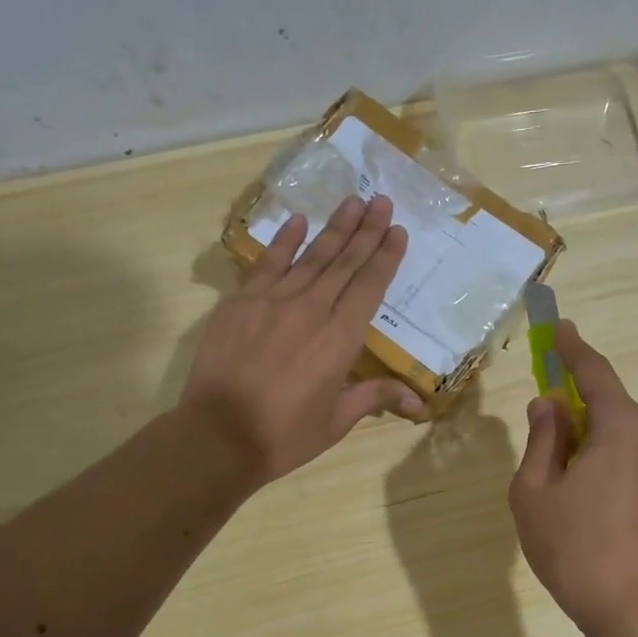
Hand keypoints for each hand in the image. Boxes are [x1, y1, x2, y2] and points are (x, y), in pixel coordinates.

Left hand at [180, 195, 420, 485]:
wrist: (218, 436)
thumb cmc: (284, 435)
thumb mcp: (336, 421)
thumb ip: (374, 397)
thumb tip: (419, 400)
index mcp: (340, 339)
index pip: (370, 286)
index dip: (385, 256)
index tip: (397, 230)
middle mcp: (312, 310)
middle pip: (344, 262)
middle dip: (366, 230)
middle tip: (382, 200)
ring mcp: (273, 301)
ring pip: (311, 256)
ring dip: (334, 228)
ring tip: (352, 201)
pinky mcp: (241, 302)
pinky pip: (267, 263)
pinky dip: (284, 241)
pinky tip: (297, 221)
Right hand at [509, 322, 637, 636]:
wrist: (635, 613)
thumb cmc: (575, 547)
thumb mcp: (536, 490)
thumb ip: (541, 440)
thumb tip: (549, 405)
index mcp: (621, 428)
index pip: (594, 373)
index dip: (571, 348)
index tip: (557, 326)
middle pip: (605, 405)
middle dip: (571, 403)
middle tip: (538, 413)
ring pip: (613, 436)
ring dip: (581, 438)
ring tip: (548, 473)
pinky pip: (624, 460)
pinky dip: (596, 459)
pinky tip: (574, 493)